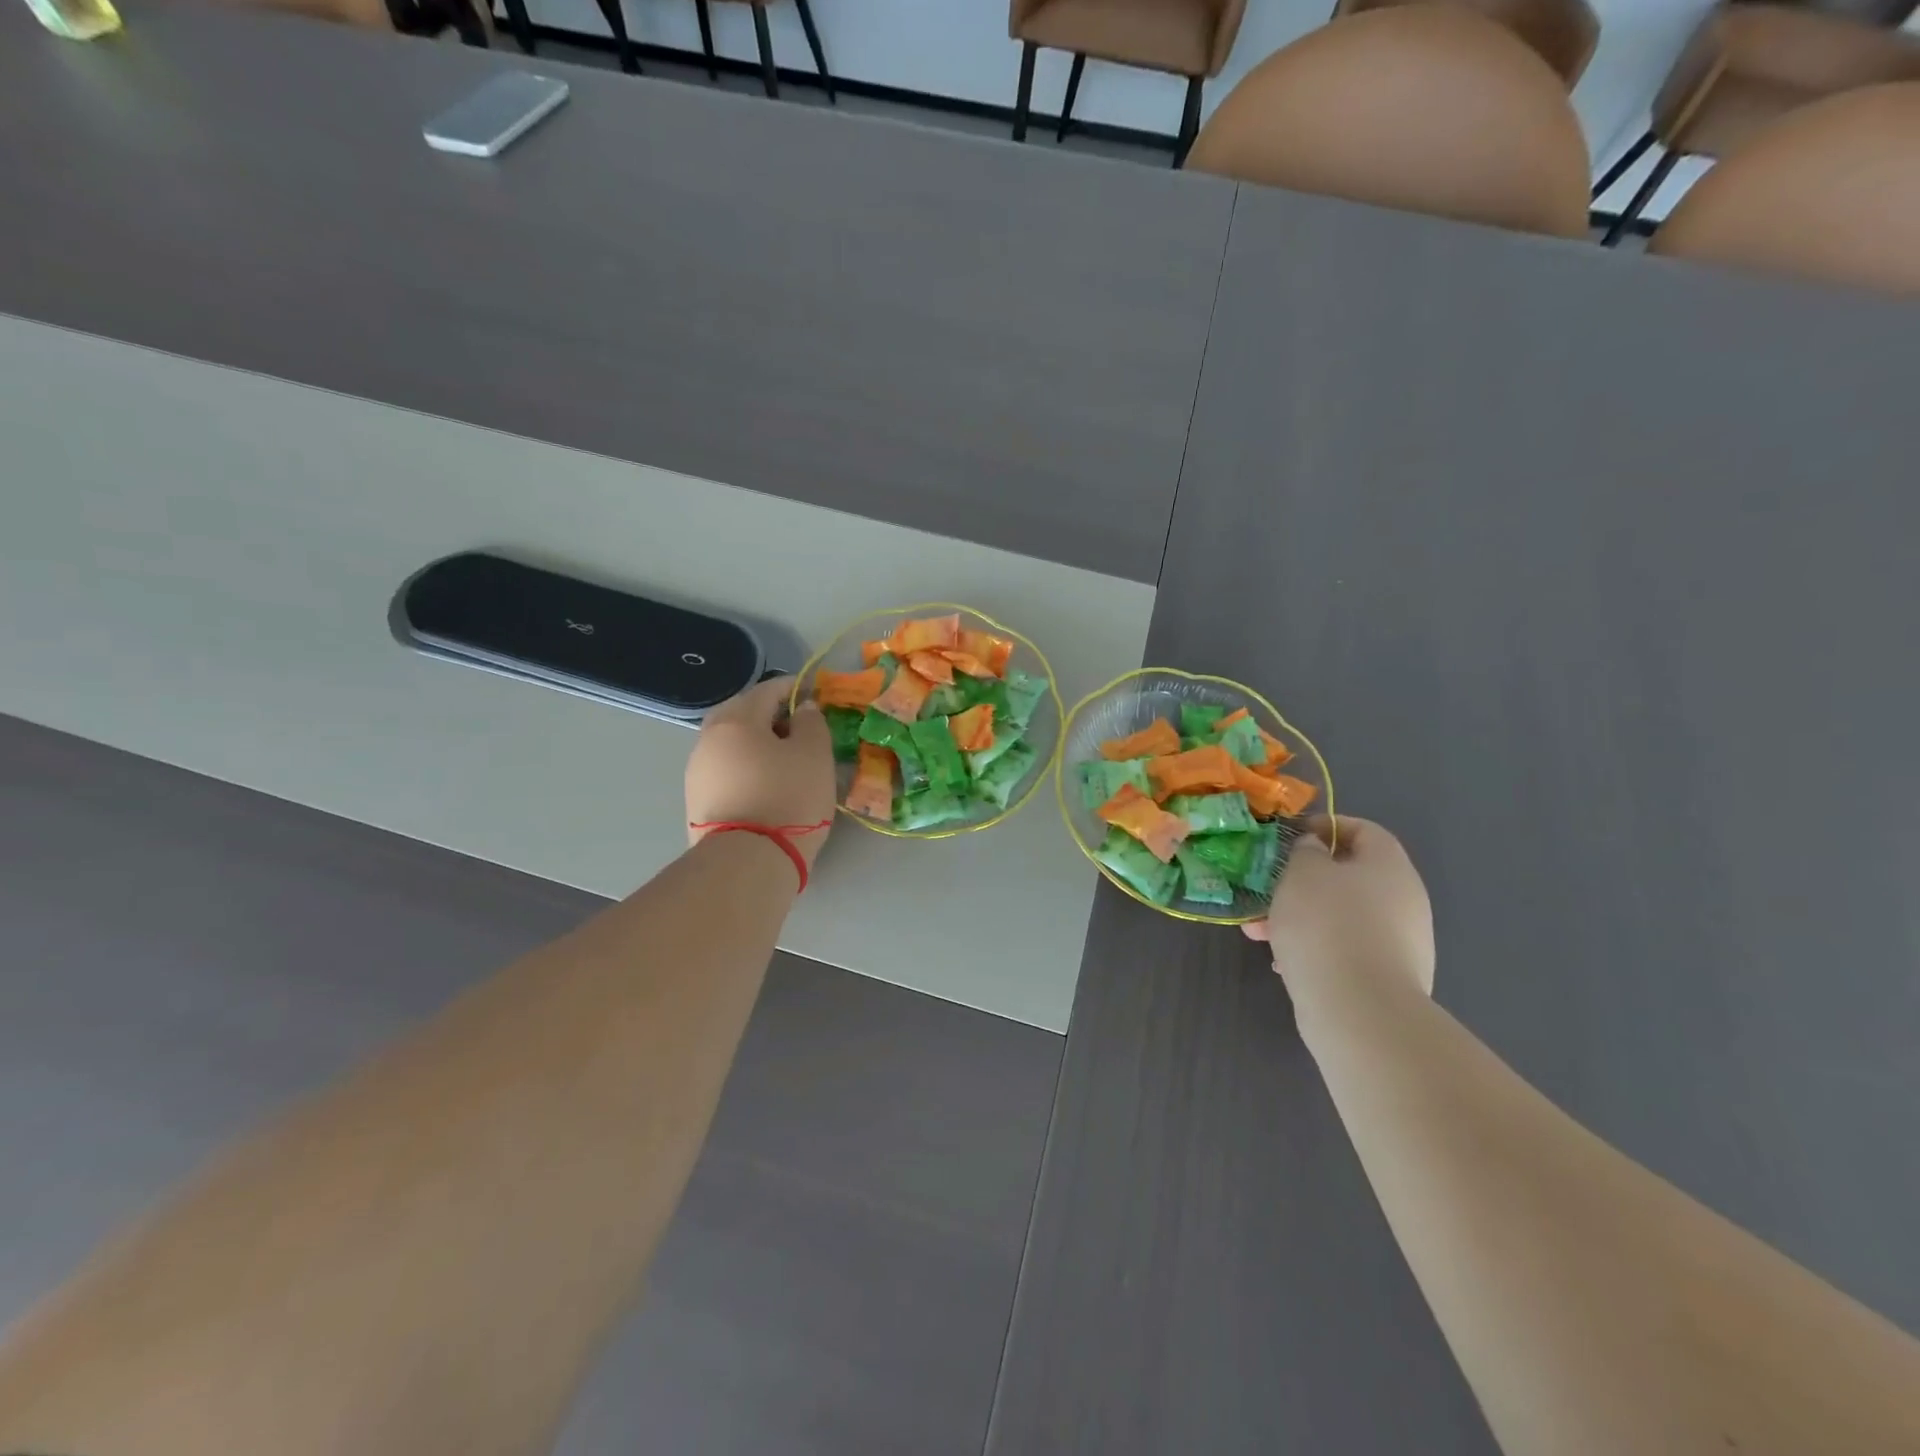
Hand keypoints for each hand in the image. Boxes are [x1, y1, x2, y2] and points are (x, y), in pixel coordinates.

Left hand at [685, 677, 836, 868]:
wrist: (747, 862)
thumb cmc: (788, 798)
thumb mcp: (815, 755)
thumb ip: (812, 723)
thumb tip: (802, 709)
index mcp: (736, 719)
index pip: (767, 690)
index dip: (793, 689)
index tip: (813, 695)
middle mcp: (708, 739)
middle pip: (742, 715)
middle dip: (770, 716)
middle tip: (797, 729)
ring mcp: (697, 772)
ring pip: (731, 745)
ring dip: (756, 744)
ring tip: (784, 761)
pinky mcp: (696, 802)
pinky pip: (725, 772)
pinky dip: (745, 769)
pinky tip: (765, 785)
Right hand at [1244, 816, 1434, 997]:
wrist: (1359, 1009)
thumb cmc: (1326, 924)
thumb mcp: (1303, 872)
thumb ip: (1306, 851)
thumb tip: (1316, 851)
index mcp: (1390, 866)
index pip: (1363, 830)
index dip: (1327, 827)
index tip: (1292, 837)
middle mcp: (1404, 900)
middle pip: (1349, 877)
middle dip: (1303, 881)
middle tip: (1269, 889)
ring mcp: (1400, 943)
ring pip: (1341, 916)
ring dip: (1300, 917)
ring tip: (1260, 932)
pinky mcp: (1386, 978)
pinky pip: (1344, 950)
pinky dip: (1315, 949)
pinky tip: (1284, 963)